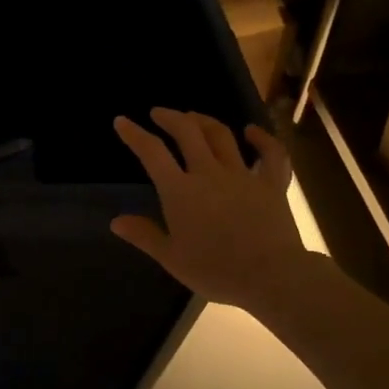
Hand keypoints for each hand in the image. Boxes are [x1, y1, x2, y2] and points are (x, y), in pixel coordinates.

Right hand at [110, 109, 309, 311]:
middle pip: (187, 132)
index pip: (152, 153)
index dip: (134, 134)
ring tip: (193, 117)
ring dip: (204, 121)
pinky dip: (262, 139)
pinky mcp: (271, 184)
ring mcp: (243, 175)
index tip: (122, 121)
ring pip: (222, 136)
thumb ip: (144, 235)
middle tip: (158, 113)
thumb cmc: (215, 270)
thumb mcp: (171, 258)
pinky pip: (270, 155)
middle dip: (170, 117)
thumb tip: (116, 221)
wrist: (270, 276)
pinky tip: (252, 132)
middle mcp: (209, 173)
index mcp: (180, 191)